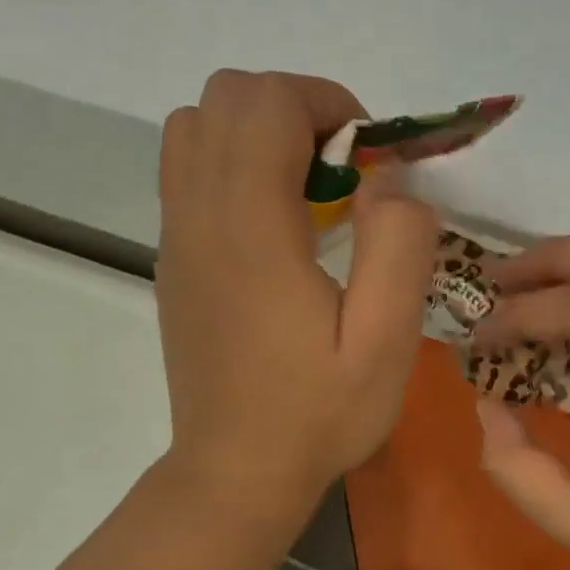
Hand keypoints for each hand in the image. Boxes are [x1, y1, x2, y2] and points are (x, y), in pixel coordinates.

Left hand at [156, 71, 437, 514]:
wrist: (235, 472)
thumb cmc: (317, 414)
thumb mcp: (386, 343)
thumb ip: (398, 247)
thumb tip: (389, 180)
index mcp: (251, 228)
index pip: (267, 101)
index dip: (327, 105)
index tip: (368, 161)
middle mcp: (199, 216)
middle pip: (225, 97)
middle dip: (294, 110)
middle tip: (341, 174)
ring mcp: (175, 236)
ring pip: (195, 126)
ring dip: (257, 133)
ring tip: (304, 190)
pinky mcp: (171, 259)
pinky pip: (187, 170)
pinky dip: (231, 164)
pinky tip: (272, 225)